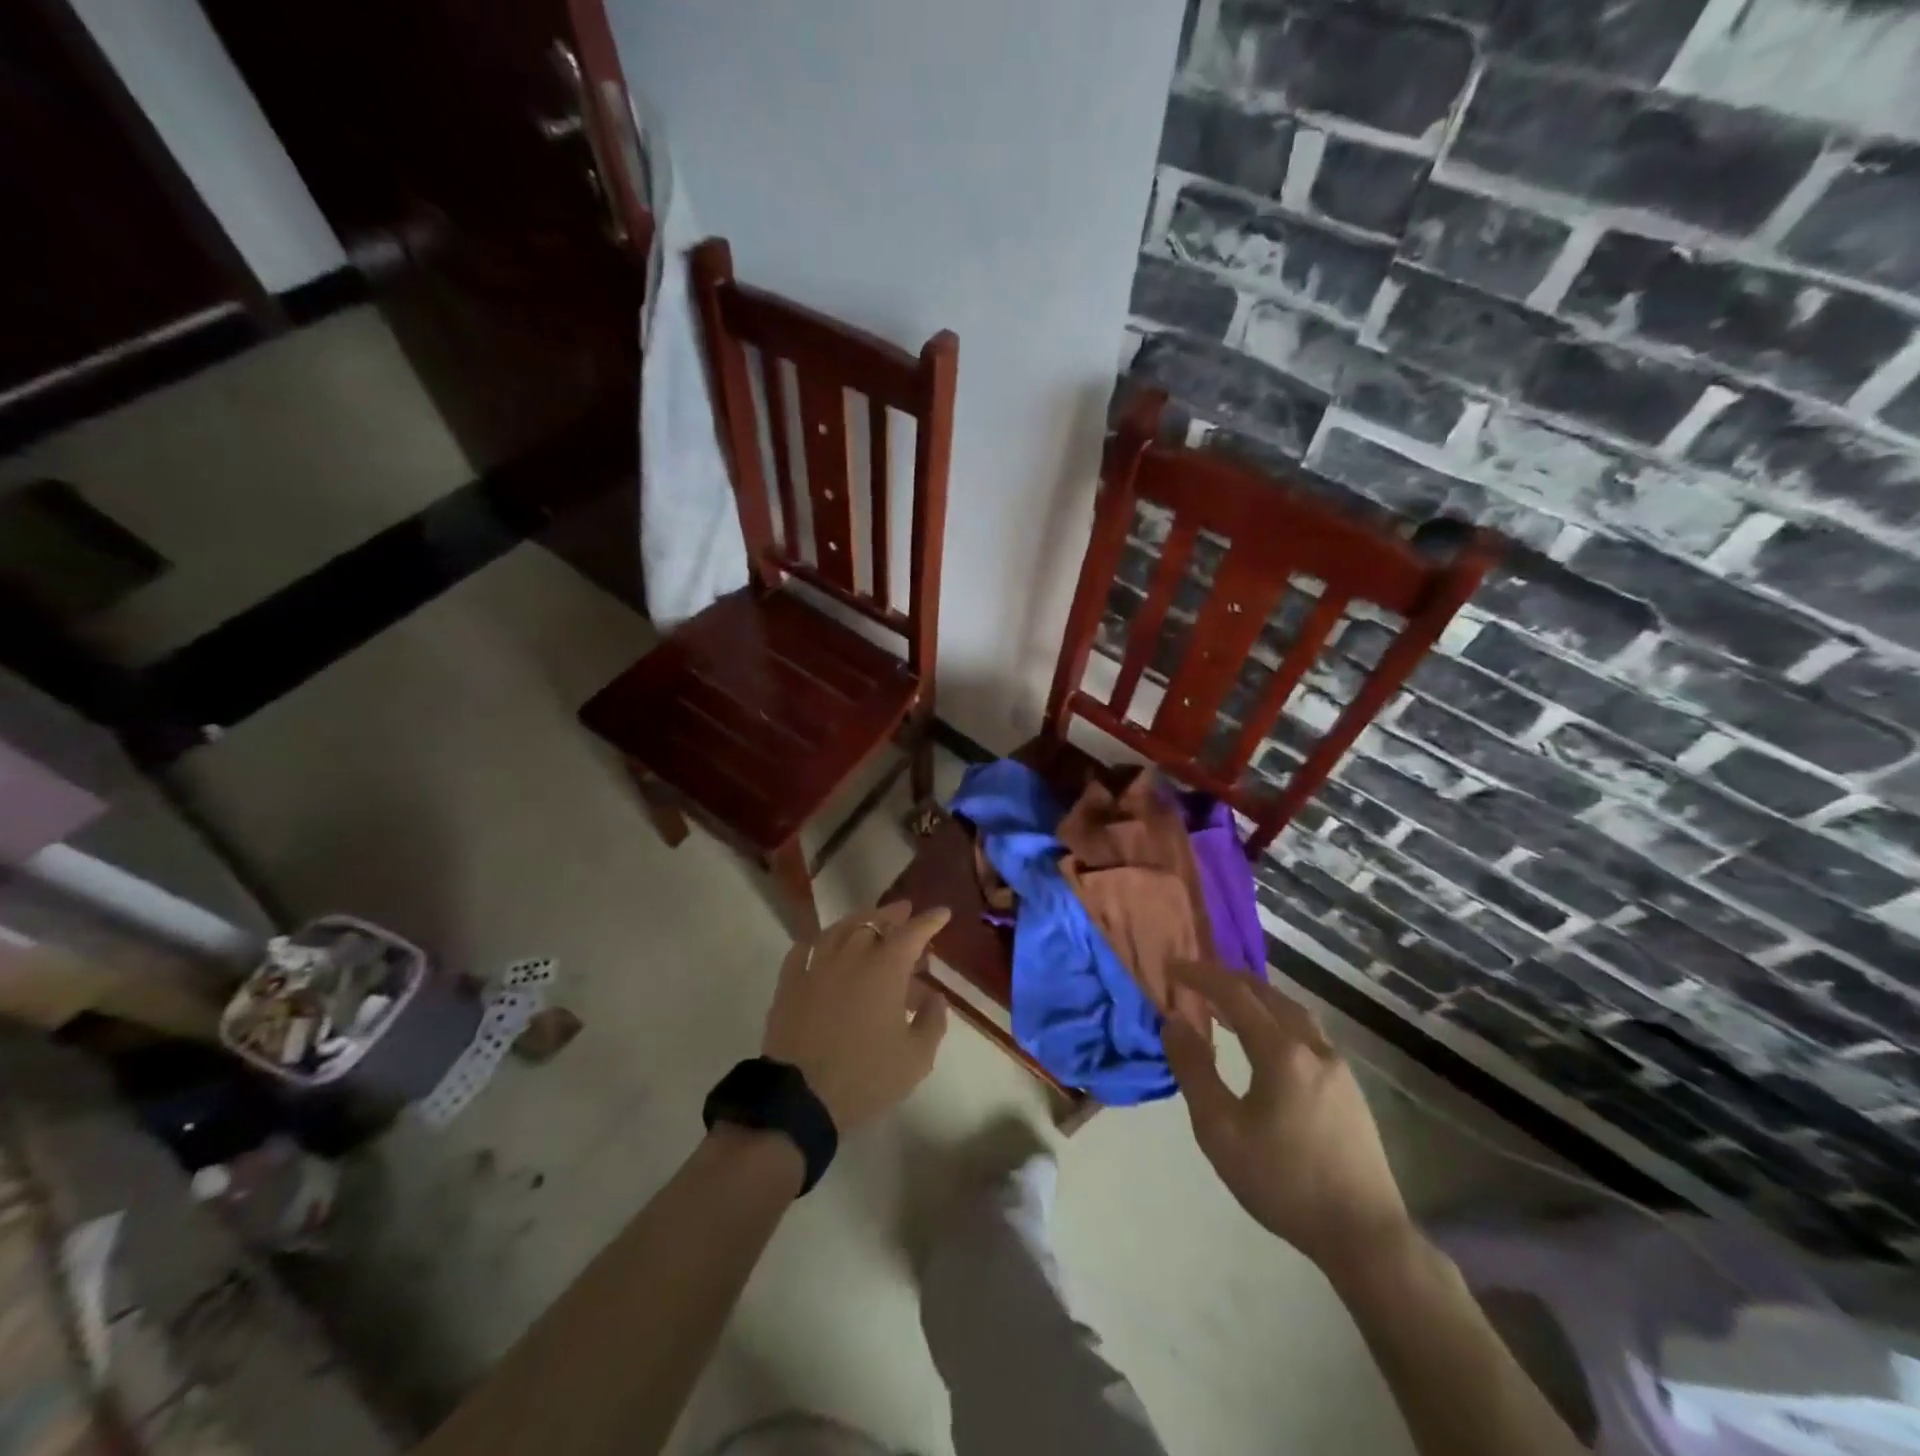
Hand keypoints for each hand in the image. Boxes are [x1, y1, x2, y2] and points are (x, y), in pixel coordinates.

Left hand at [761, 901, 950, 1130]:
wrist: (800, 1099)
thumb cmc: (865, 1077)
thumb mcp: (915, 1058)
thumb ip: (932, 1022)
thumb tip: (936, 997)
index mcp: (886, 969)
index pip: (913, 933)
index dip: (929, 921)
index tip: (942, 912)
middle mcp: (851, 956)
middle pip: (873, 921)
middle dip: (893, 914)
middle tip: (904, 911)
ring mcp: (816, 966)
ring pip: (838, 929)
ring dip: (858, 919)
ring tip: (867, 919)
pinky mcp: (789, 984)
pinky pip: (803, 949)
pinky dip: (817, 941)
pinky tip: (821, 943)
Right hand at [1163, 960, 1412, 1279]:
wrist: (1364, 1235)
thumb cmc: (1283, 1182)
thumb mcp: (1220, 1131)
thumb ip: (1194, 1070)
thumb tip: (1174, 1022)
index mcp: (1281, 1051)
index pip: (1234, 994)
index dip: (1201, 974)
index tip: (1173, 965)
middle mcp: (1313, 1046)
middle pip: (1267, 994)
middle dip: (1229, 979)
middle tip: (1196, 978)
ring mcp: (1337, 1066)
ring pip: (1292, 1011)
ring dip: (1256, 998)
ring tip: (1228, 1004)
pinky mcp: (1349, 1088)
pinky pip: (1306, 1032)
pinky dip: (1277, 1019)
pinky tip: (1267, 1042)